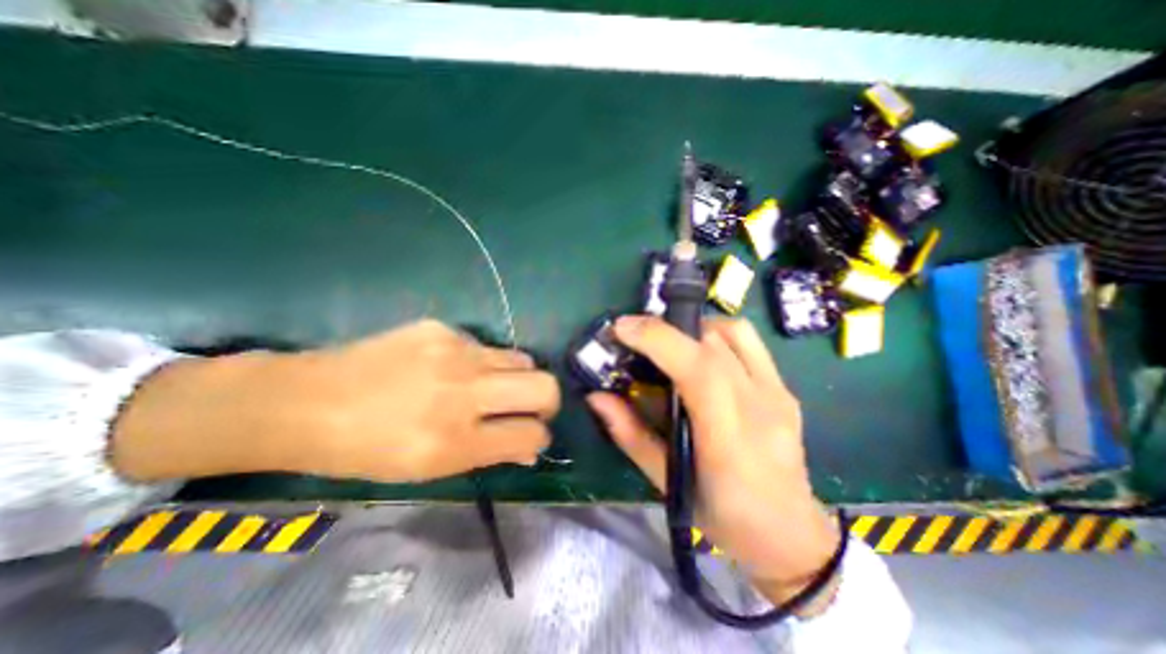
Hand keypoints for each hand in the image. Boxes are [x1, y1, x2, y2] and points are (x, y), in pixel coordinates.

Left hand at [296, 319, 560, 479]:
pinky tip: (452, 369)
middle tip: (531, 407)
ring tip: (493, 386)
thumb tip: (530, 446)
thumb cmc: (367, 449)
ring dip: (518, 377)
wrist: (308, 400)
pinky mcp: (442, 328)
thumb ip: (488, 454)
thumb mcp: (429, 469)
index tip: (532, 435)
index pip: (532, 433)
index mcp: (455, 440)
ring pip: (522, 359)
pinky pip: (485, 346)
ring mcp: (454, 352)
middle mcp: (463, 391)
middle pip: (544, 386)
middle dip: (547, 401)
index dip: (540, 436)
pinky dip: (483, 362)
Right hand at [588, 314, 844, 602]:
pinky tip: (700, 354)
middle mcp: (760, 406)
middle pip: (712, 343)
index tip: (622, 328)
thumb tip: (596, 396)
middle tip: (634, 336)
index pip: (699, 369)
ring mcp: (778, 393)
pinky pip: (749, 342)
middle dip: (665, 328)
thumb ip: (629, 434)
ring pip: (734, 332)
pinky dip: (716, 335)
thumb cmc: (723, 517)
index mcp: (729, 438)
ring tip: (670, 344)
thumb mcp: (667, 483)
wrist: (791, 534)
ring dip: (693, 328)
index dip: (659, 339)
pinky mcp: (785, 388)